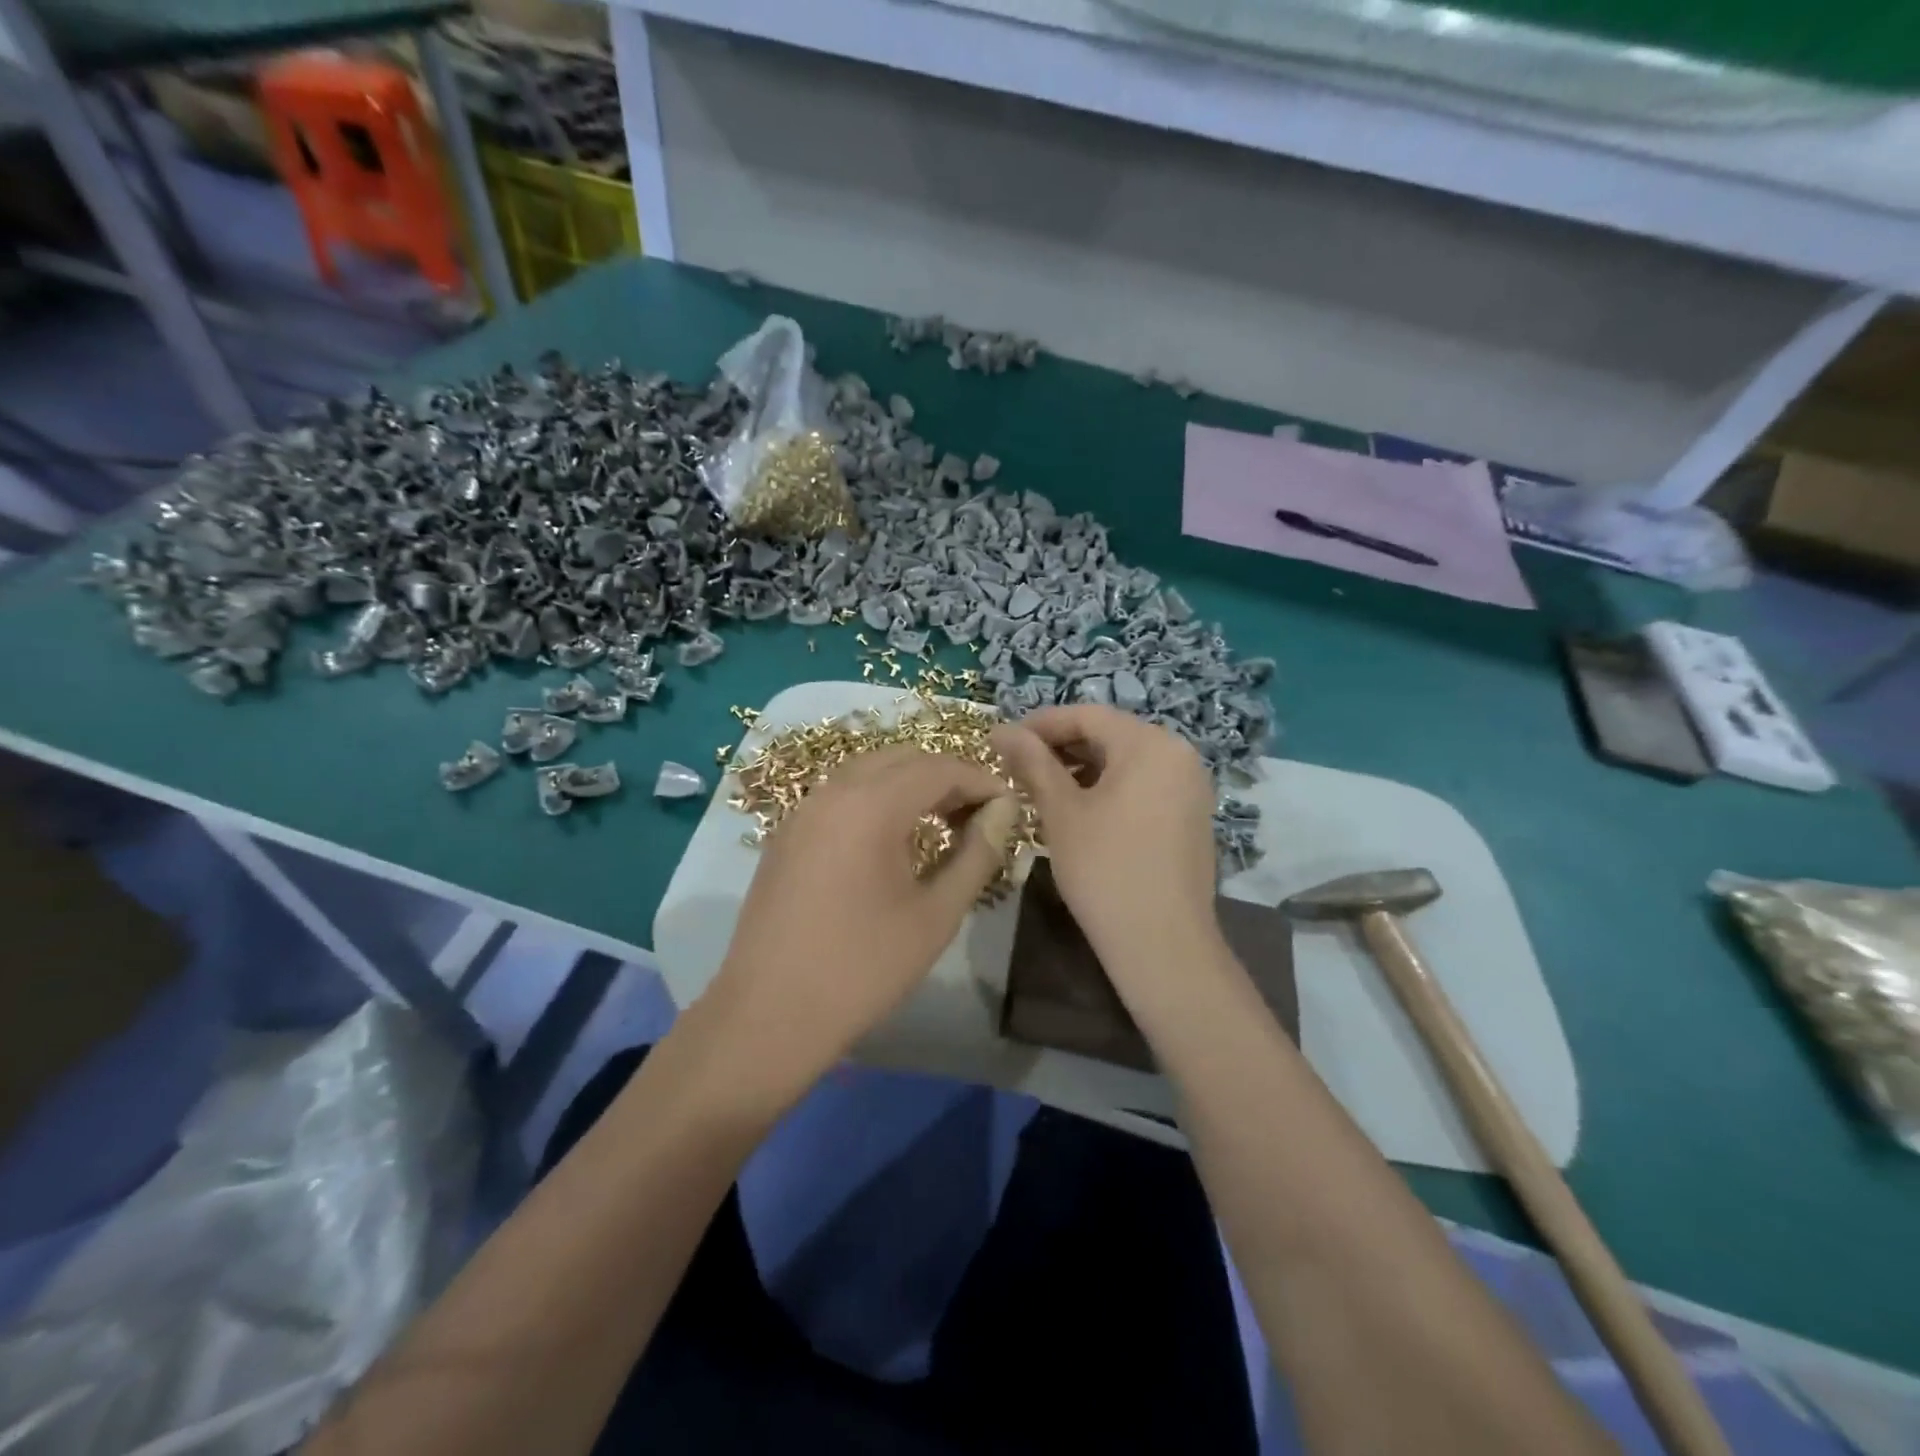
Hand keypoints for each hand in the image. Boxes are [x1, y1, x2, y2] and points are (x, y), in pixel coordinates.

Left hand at [704, 746, 1020, 1099]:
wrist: (769, 1015)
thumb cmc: (863, 969)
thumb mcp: (936, 914)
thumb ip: (977, 854)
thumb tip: (1004, 812)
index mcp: (871, 806)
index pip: (939, 768)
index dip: (980, 780)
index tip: (1008, 806)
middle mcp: (833, 792)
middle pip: (902, 758)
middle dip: (946, 776)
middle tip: (977, 815)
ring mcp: (803, 810)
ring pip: (868, 770)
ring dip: (909, 784)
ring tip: (941, 824)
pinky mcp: (787, 833)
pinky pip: (841, 793)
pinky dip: (876, 797)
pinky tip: (892, 838)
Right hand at [991, 706, 1220, 996]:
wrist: (1162, 945)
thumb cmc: (1105, 869)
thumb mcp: (1061, 812)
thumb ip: (1032, 763)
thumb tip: (1000, 729)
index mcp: (1151, 744)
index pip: (1087, 715)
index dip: (1041, 724)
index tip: (1003, 741)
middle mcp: (1179, 755)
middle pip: (1109, 735)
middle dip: (1060, 748)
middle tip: (1017, 769)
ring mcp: (1190, 786)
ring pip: (1124, 762)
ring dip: (1081, 770)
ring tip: (1040, 791)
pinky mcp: (1190, 815)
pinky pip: (1142, 786)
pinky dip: (1107, 790)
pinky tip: (1077, 812)